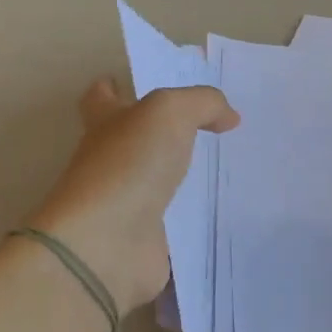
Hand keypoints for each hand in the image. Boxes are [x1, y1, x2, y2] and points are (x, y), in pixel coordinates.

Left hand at [24, 77, 239, 314]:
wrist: (107, 245)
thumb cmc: (129, 165)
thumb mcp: (170, 112)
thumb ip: (203, 103)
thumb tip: (228, 117)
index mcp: (106, 123)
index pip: (102, 97)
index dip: (117, 87)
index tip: (144, 86)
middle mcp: (110, 160)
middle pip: (134, 139)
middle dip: (163, 131)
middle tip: (210, 123)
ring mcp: (125, 202)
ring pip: (158, 180)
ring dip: (185, 174)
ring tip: (229, 163)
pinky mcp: (145, 238)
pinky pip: (177, 221)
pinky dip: (196, 217)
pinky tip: (227, 209)